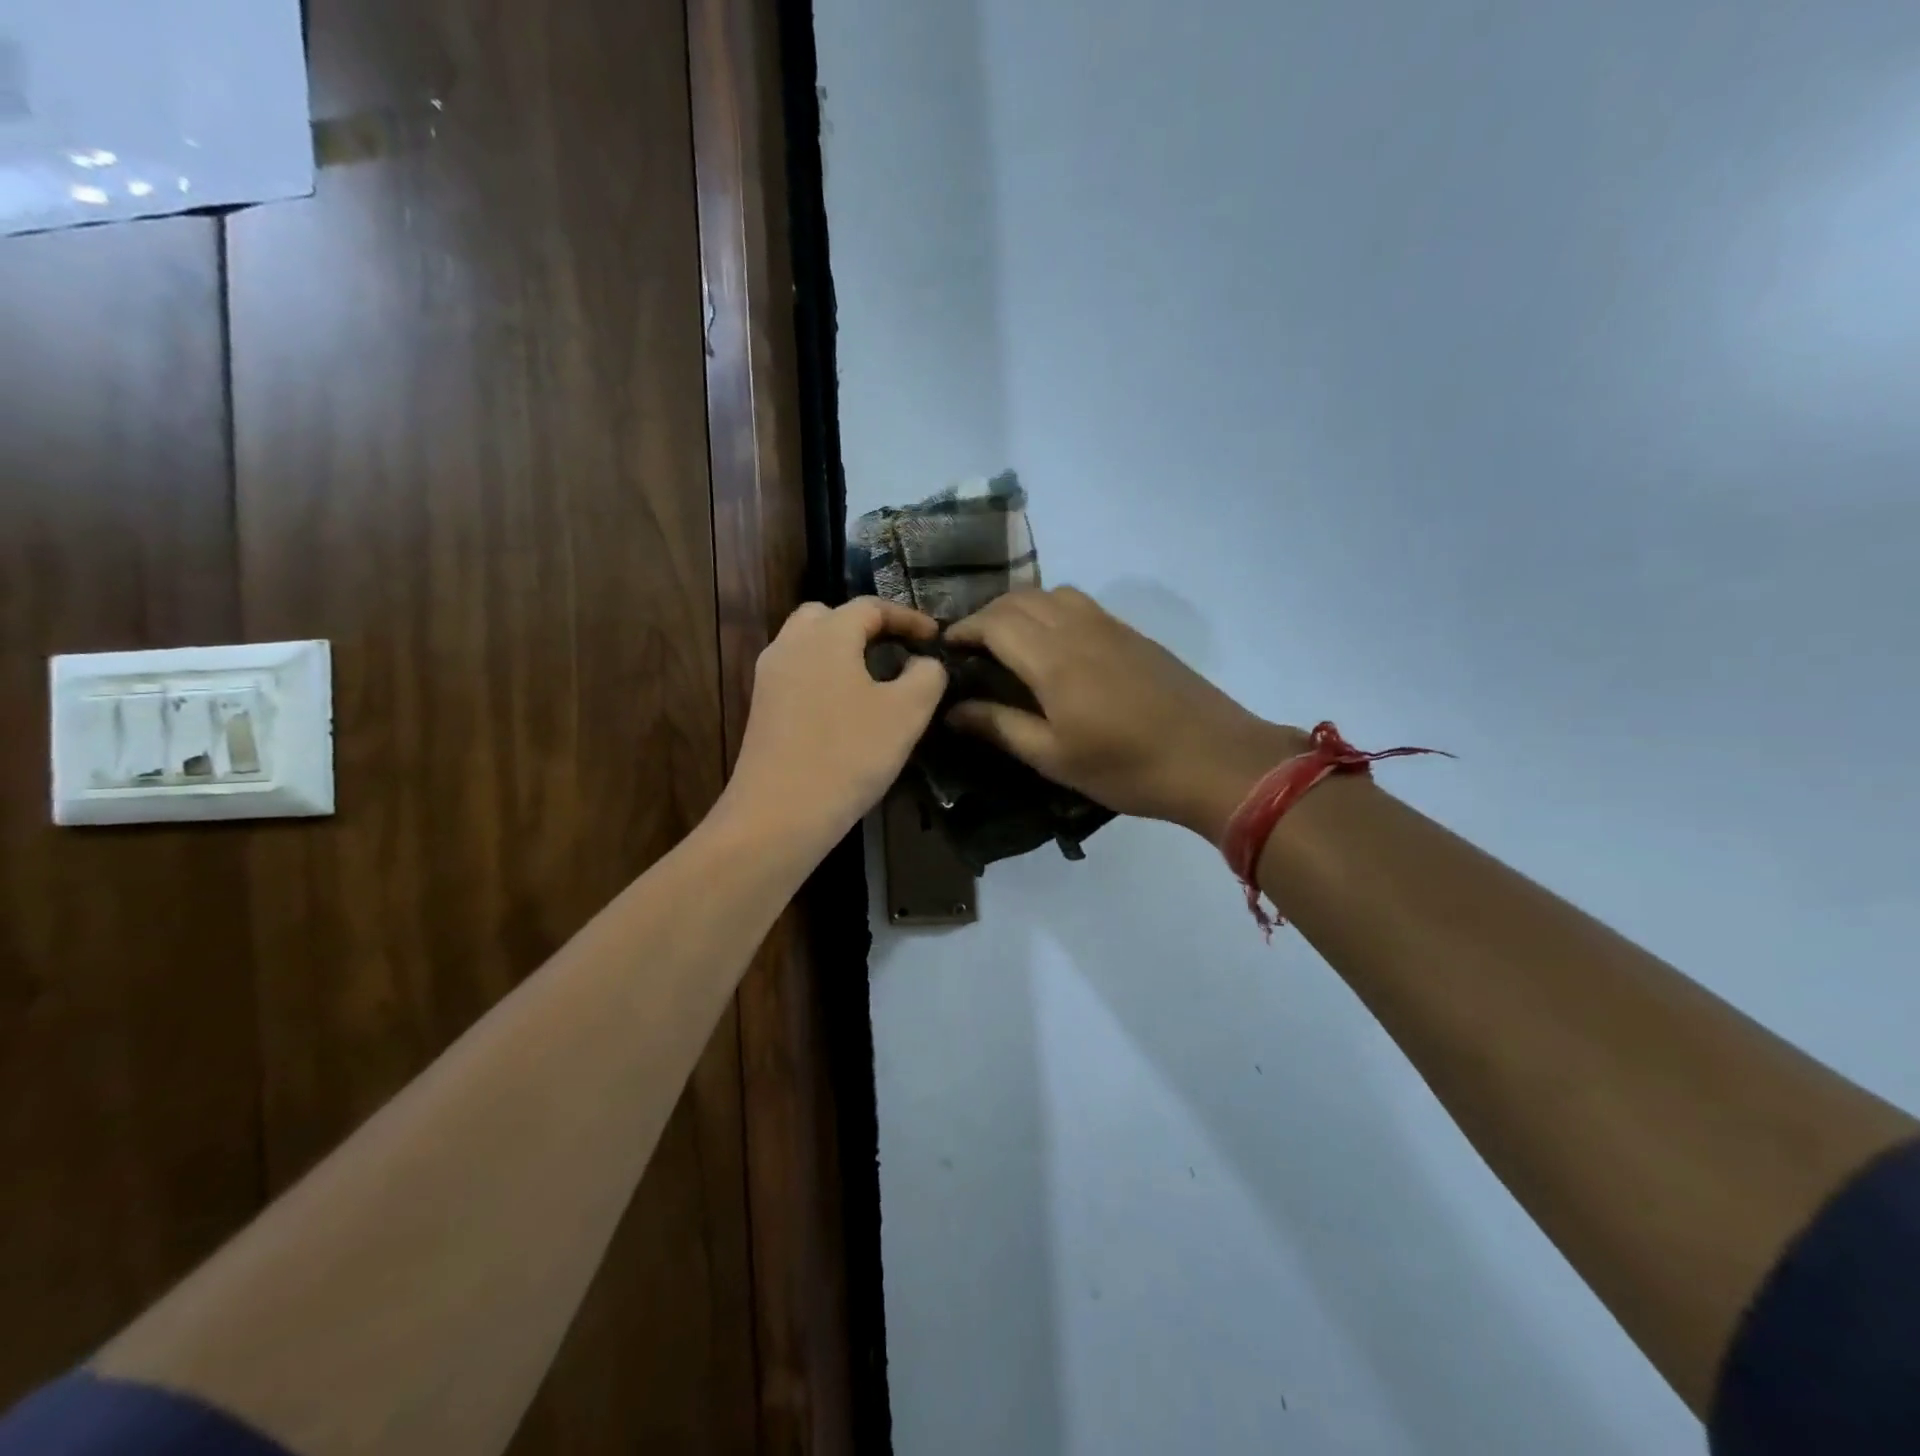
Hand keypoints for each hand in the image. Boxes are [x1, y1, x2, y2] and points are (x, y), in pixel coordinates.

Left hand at [719, 598, 947, 858]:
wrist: (779, 814)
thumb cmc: (848, 755)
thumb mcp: (906, 714)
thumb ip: (926, 676)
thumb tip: (923, 663)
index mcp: (827, 635)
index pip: (870, 607)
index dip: (906, 617)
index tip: (933, 637)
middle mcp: (791, 644)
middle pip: (828, 616)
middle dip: (865, 626)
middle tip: (895, 649)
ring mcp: (770, 677)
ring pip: (808, 644)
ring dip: (841, 650)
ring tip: (873, 677)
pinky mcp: (762, 708)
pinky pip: (797, 673)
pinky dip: (823, 675)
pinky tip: (844, 708)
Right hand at [946, 588, 1305, 842]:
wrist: (1213, 758)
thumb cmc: (1126, 767)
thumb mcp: (1054, 757)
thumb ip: (1000, 726)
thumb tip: (953, 709)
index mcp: (1053, 658)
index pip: (994, 622)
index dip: (964, 630)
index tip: (945, 649)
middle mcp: (1078, 628)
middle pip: (1020, 600)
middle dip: (987, 616)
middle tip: (971, 649)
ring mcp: (1110, 625)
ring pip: (1052, 594)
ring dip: (1020, 608)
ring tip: (1008, 643)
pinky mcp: (1132, 634)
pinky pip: (1080, 604)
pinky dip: (1051, 611)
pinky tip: (1053, 646)